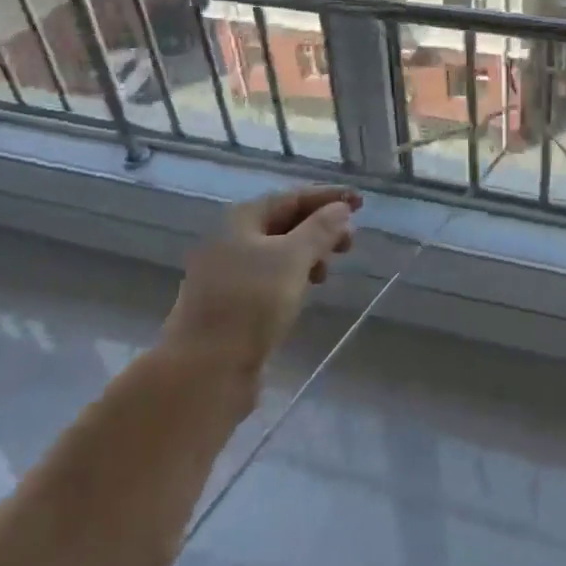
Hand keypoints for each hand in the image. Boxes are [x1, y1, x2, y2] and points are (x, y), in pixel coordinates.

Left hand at [165, 185, 359, 371]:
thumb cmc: (250, 303)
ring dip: (309, 253)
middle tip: (350, 243)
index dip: (328, 197)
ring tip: (328, 271)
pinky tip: (306, 290)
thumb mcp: (291, 259)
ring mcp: (230, 272)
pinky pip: (271, 277)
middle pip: (284, 222)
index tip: (361, 202)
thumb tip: (341, 208)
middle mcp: (232, 239)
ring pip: (278, 251)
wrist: (205, 368)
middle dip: (320, 227)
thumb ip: (319, 230)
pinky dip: (294, 276)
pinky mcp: (233, 303)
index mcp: (242, 219)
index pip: (292, 197)